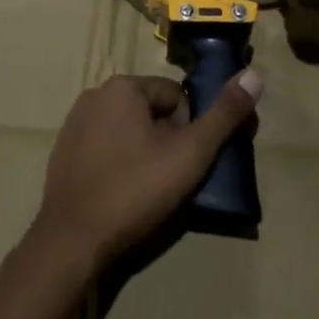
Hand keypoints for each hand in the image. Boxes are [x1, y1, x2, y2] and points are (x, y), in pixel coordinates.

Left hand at [32, 73, 261, 273]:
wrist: (71, 242)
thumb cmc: (135, 191)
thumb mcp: (190, 153)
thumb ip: (224, 115)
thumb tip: (256, 75)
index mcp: (123, 86)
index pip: (176, 98)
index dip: (188, 131)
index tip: (184, 164)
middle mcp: (95, 94)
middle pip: (151, 112)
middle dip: (165, 141)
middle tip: (168, 180)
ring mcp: (74, 123)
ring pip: (127, 130)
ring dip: (142, 152)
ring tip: (145, 191)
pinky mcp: (63, 152)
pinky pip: (103, 148)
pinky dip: (117, 164)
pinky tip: (120, 195)